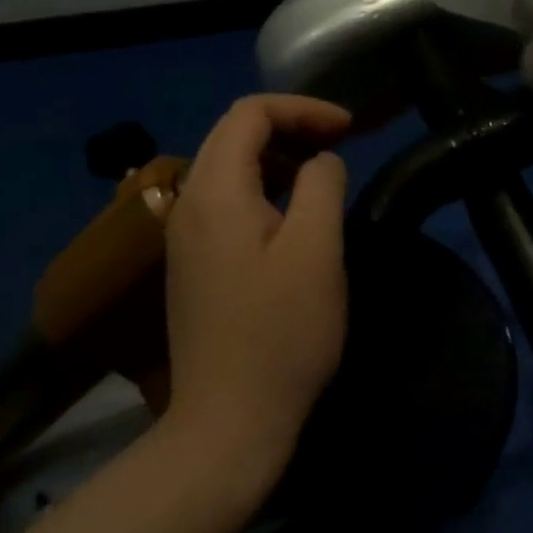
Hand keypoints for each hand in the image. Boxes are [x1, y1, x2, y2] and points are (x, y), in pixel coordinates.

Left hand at [160, 95, 351, 477]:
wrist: (226, 424)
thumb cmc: (280, 334)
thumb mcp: (317, 249)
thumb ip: (322, 184)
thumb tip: (322, 160)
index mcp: (215, 190)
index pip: (250, 113)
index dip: (303, 108)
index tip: (348, 128)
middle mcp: (188, 202)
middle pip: (234, 132)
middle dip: (290, 125)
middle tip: (339, 140)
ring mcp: (184, 234)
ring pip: (228, 164)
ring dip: (277, 154)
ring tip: (321, 171)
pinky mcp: (192, 261)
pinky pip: (225, 198)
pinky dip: (262, 185)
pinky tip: (292, 212)